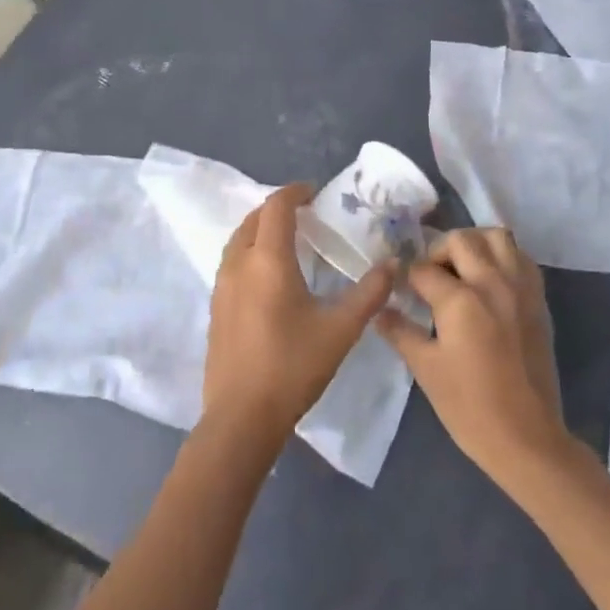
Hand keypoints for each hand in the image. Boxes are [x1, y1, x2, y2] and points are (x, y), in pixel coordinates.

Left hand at [204, 184, 392, 440]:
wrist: (241, 417)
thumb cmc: (293, 367)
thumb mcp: (340, 330)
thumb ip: (369, 294)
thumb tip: (393, 265)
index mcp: (268, 261)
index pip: (276, 208)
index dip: (295, 192)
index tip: (315, 192)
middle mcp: (238, 265)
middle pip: (253, 219)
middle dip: (277, 209)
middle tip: (306, 214)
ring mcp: (221, 287)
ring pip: (238, 241)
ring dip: (260, 230)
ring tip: (288, 240)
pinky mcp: (215, 309)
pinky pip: (231, 263)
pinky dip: (250, 252)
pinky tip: (269, 276)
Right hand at [376, 228, 571, 493]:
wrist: (526, 437)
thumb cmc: (469, 407)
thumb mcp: (425, 369)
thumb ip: (400, 332)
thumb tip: (379, 310)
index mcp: (460, 301)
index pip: (423, 269)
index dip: (406, 276)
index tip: (400, 288)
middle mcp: (493, 283)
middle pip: (461, 239)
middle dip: (438, 251)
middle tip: (430, 276)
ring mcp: (520, 288)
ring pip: (497, 237)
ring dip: (474, 244)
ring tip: (461, 270)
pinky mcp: (538, 299)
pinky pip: (521, 257)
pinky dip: (502, 257)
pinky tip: (489, 282)